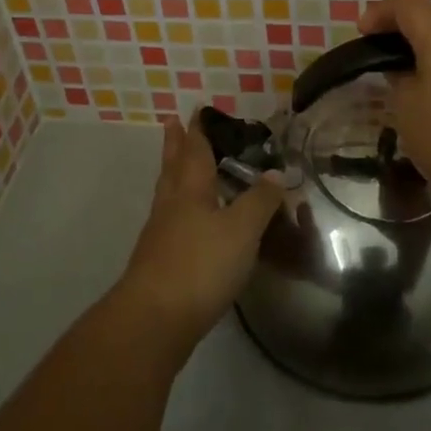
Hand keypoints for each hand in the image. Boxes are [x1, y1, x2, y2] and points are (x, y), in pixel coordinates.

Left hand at [115, 116, 284, 352]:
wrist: (154, 320)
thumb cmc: (200, 264)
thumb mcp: (241, 230)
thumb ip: (260, 201)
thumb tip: (275, 173)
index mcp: (190, 189)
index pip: (195, 150)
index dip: (198, 130)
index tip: (195, 110)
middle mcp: (172, 204)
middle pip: (173, 166)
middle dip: (176, 144)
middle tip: (172, 123)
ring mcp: (161, 234)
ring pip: (168, 193)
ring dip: (174, 174)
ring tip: (179, 166)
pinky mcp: (159, 262)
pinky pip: (170, 221)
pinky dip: (179, 209)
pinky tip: (188, 221)